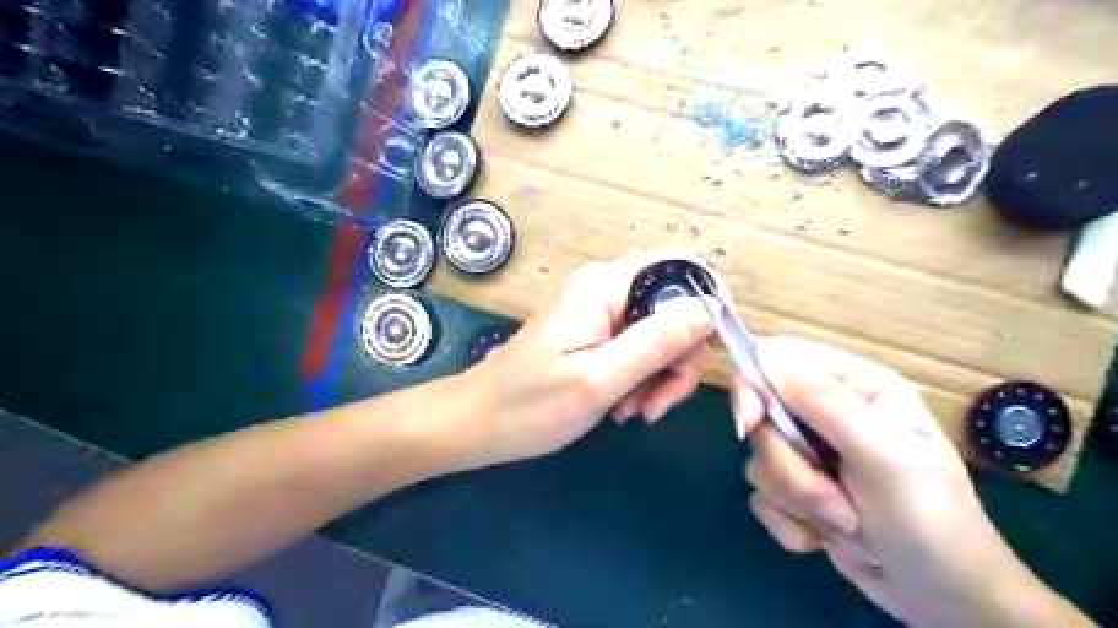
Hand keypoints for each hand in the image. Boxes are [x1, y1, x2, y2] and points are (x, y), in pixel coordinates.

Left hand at [464, 255, 715, 464]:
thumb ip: (655, 341)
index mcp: (605, 287)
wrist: (478, 424)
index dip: (706, 304)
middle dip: (678, 358)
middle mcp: (607, 291)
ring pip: (662, 335)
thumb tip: (709, 309)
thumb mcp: (598, 379)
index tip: (707, 353)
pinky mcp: (598, 338)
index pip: (679, 269)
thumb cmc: (529, 406)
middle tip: (655, 403)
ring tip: (632, 412)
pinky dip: (643, 381)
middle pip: (675, 308)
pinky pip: (641, 351)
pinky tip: (622, 408)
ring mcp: (602, 315)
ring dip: (660, 377)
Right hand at [736, 339, 1073, 626]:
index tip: (750, 423)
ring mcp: (810, 452)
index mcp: (855, 387)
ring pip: (760, 461)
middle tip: (834, 499)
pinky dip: (791, 523)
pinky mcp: (797, 490)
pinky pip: (763, 496)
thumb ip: (824, 403)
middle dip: (790, 467)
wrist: (945, 601)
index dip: (754, 385)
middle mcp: (827, 412)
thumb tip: (766, 358)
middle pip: (762, 417)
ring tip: (847, 524)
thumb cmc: (930, 520)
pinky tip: (826, 538)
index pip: (779, 358)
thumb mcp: (884, 455)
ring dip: (798, 500)